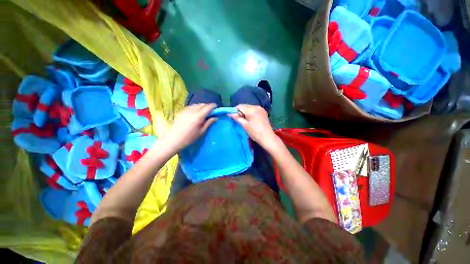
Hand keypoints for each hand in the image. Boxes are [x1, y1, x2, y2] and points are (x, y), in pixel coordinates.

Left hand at [165, 104, 216, 150]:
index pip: (208, 107)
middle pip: (202, 104)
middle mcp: (192, 111)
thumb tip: (215, 118)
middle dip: (207, 106)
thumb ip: (208, 123)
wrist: (173, 139)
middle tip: (210, 111)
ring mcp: (185, 110)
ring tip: (202, 112)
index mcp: (198, 116)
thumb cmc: (189, 138)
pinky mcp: (181, 111)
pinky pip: (190, 106)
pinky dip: (195, 107)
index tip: (216, 107)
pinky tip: (194, 113)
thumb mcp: (201, 132)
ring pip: (196, 105)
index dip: (213, 106)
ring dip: (201, 106)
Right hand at [230, 105, 278, 148]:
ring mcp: (261, 109)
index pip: (240, 106)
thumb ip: (237, 118)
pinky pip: (254, 110)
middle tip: (238, 120)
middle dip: (240, 112)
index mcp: (251, 109)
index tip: (232, 117)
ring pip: (249, 108)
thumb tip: (229, 113)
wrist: (267, 138)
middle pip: (245, 106)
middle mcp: (257, 106)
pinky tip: (250, 120)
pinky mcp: (263, 112)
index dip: (234, 111)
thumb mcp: (244, 125)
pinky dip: (250, 113)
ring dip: (245, 113)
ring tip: (244, 121)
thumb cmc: (255, 132)